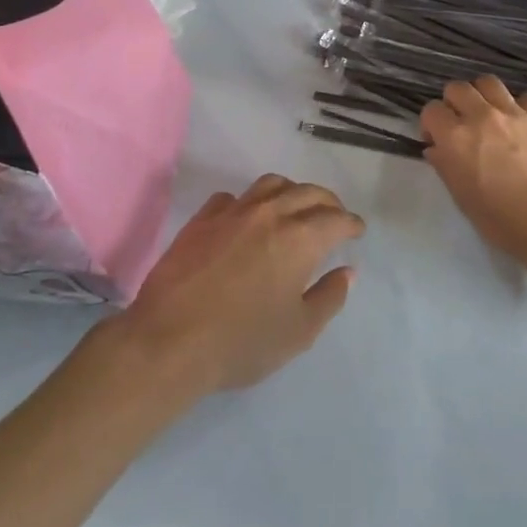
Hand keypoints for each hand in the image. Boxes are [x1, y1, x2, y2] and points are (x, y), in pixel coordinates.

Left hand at [111, 175, 364, 395]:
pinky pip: (232, 198)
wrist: (169, 341)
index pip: (336, 218)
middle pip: (308, 192)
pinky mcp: (201, 220)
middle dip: (328, 202)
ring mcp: (233, 212)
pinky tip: (246, 218)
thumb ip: (329, 297)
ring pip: (271, 184)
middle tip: (334, 216)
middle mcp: (271, 214)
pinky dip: (249, 203)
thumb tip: (347, 271)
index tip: (356, 231)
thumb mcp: (299, 331)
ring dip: (291, 192)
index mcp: (301, 238)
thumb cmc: (242, 341)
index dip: (351, 223)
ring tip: (294, 208)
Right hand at [420, 77, 526, 264]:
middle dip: (454, 103)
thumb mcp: (464, 200)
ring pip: (489, 83)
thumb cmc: (504, 222)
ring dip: (484, 96)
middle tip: (463, 125)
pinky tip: (523, 125)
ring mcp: (515, 113)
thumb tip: (437, 149)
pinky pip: (525, 97)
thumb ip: (446, 167)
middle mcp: (482, 117)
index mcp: (456, 139)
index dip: (432, 124)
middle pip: (458, 88)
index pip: (431, 110)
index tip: (438, 140)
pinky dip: (519, 107)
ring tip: (491, 116)